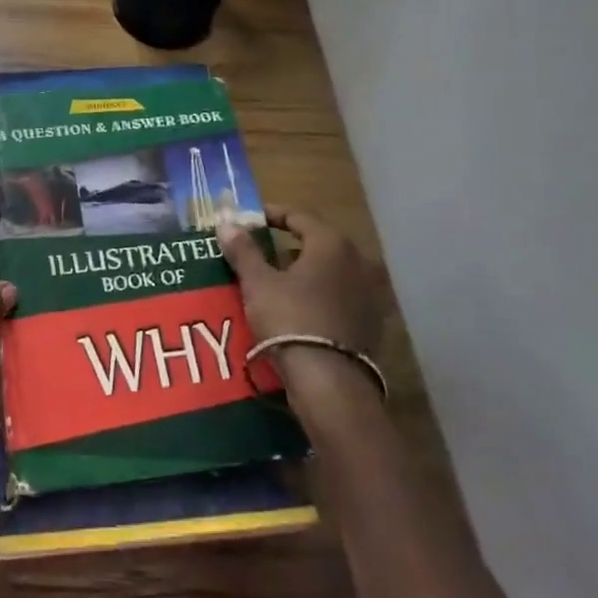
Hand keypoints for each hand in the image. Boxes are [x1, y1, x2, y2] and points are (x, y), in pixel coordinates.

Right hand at [216, 206, 384, 352]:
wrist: (329, 382)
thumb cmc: (290, 319)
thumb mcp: (258, 283)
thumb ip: (243, 250)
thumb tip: (226, 223)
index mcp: (332, 244)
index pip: (299, 216)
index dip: (271, 215)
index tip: (248, 220)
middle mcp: (358, 261)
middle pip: (317, 242)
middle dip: (288, 243)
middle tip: (259, 248)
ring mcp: (369, 293)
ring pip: (330, 269)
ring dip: (304, 269)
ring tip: (275, 278)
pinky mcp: (370, 322)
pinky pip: (339, 295)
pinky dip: (319, 293)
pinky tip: (298, 306)